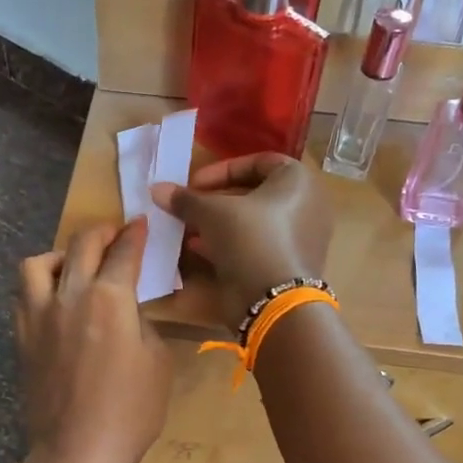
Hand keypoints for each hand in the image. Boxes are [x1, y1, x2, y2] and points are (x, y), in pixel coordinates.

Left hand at [15, 220, 170, 462]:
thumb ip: (141, 325)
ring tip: (72, 266)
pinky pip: (23, 297)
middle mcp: (69, 296)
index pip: (123, 253)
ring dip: (59, 255)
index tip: (140, 224)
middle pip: (80, 245)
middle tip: (114, 234)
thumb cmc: (129, 412)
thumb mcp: (157, 362)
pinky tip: (53, 301)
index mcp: (108, 298)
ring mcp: (38, 317)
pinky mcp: (22, 339)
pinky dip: (39, 287)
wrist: (76, 452)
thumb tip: (126, 313)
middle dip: (101, 232)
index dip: (134, 235)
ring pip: (37, 264)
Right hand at [150, 154, 332, 324]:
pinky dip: (229, 244)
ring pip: (252, 222)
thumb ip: (186, 199)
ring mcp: (299, 239)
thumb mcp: (212, 213)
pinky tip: (199, 249)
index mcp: (298, 181)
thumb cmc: (250, 239)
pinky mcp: (287, 265)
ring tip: (188, 228)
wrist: (273, 301)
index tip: (194, 183)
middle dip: (216, 199)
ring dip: (219, 224)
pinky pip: (256, 245)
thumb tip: (156, 189)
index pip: (258, 161)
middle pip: (254, 193)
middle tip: (189, 206)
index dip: (222, 169)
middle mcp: (306, 206)